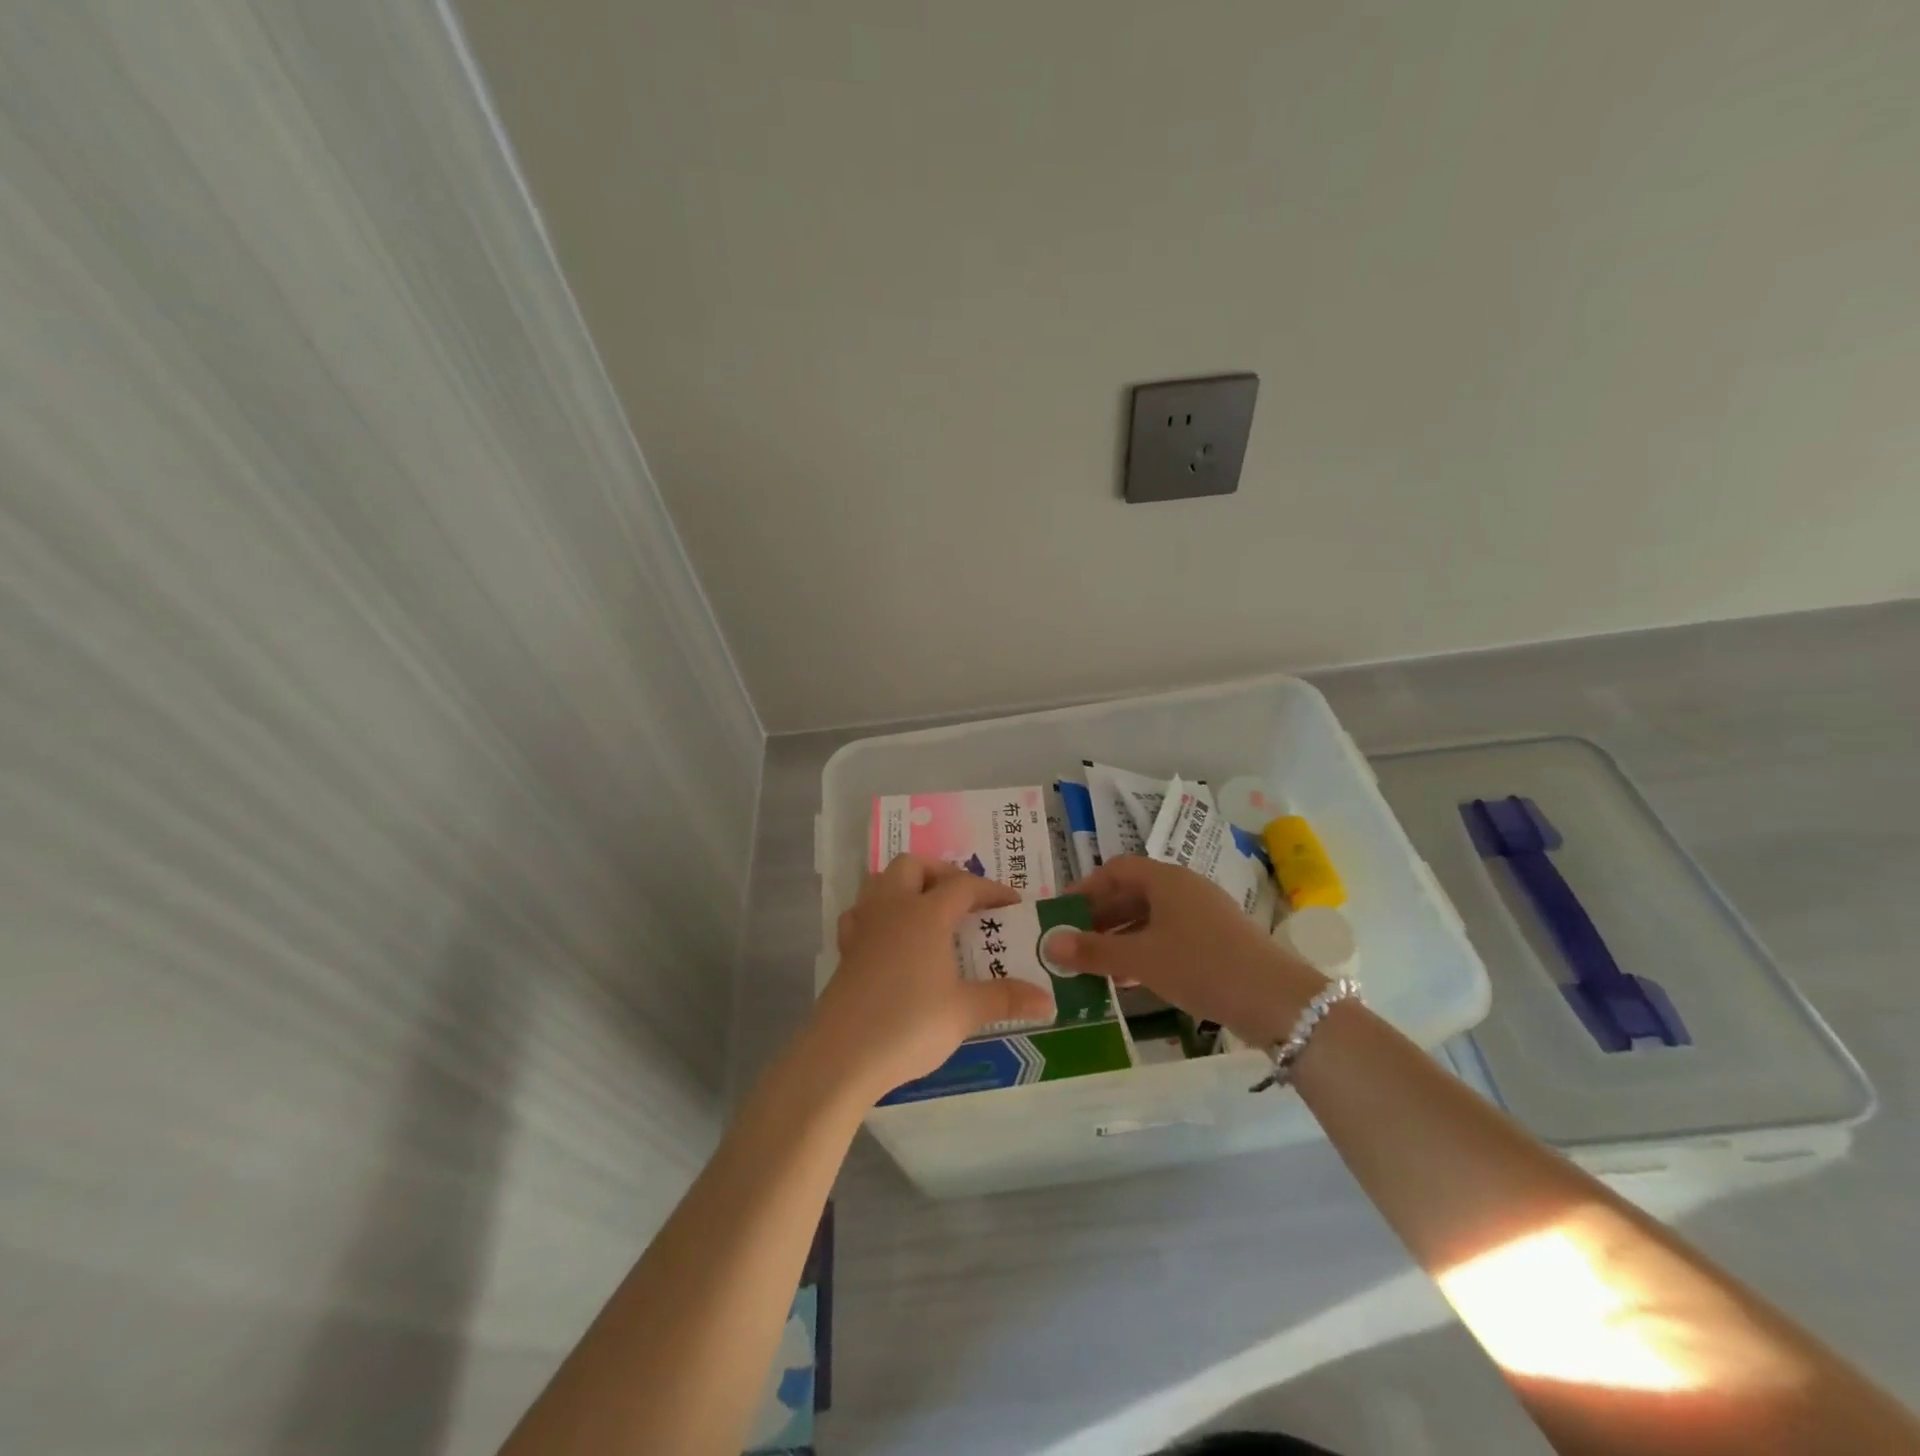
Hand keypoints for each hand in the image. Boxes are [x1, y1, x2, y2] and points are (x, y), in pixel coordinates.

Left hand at [811, 855, 1054, 1101]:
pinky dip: (878, 913)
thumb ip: (1006, 999)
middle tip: (963, 899)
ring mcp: (864, 927)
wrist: (843, 1054)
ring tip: (927, 909)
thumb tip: (1048, 1000)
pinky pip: (860, 913)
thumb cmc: (910, 1024)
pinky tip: (889, 936)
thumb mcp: (965, 1012)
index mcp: (926, 915)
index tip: (1012, 904)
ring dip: (905, 884)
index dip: (990, 890)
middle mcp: (893, 909)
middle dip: (941, 873)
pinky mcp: (846, 950)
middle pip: (913, 866)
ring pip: (880, 881)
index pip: (963, 885)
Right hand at [1050, 856, 1326, 1046]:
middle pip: (1133, 893)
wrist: (1276, 1000)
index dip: (1085, 888)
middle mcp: (1185, 888)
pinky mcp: (1217, 941)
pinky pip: (1169, 936)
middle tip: (1073, 942)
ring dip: (1120, 937)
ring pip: (1151, 917)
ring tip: (1095, 964)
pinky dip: (1145, 950)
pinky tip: (1131, 978)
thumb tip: (1049, 944)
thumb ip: (1093, 951)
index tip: (1062, 912)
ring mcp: (1204, 914)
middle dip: (1100, 916)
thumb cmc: (1200, 965)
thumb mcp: (1141, 959)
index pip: (1115, 869)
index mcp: (1166, 879)